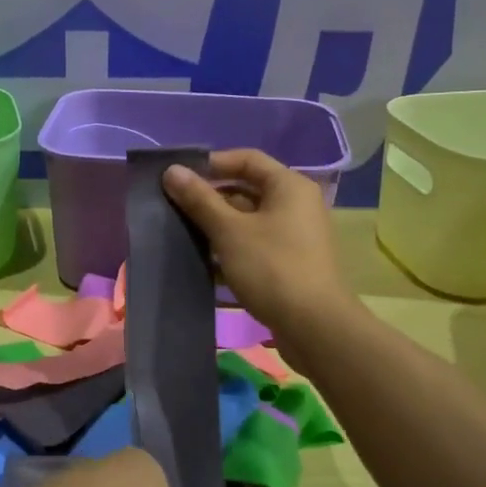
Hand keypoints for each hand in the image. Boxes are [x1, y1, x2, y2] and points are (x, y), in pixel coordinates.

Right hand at [162, 149, 353, 342]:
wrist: (314, 327)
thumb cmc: (272, 268)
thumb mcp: (229, 231)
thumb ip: (199, 199)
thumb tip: (171, 170)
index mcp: (289, 186)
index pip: (247, 159)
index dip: (212, 164)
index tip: (180, 177)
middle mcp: (297, 205)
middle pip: (247, 190)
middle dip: (210, 198)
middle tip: (175, 207)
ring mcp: (295, 236)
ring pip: (249, 221)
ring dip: (217, 227)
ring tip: (182, 234)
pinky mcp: (289, 264)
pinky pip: (255, 246)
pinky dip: (231, 250)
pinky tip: (203, 264)